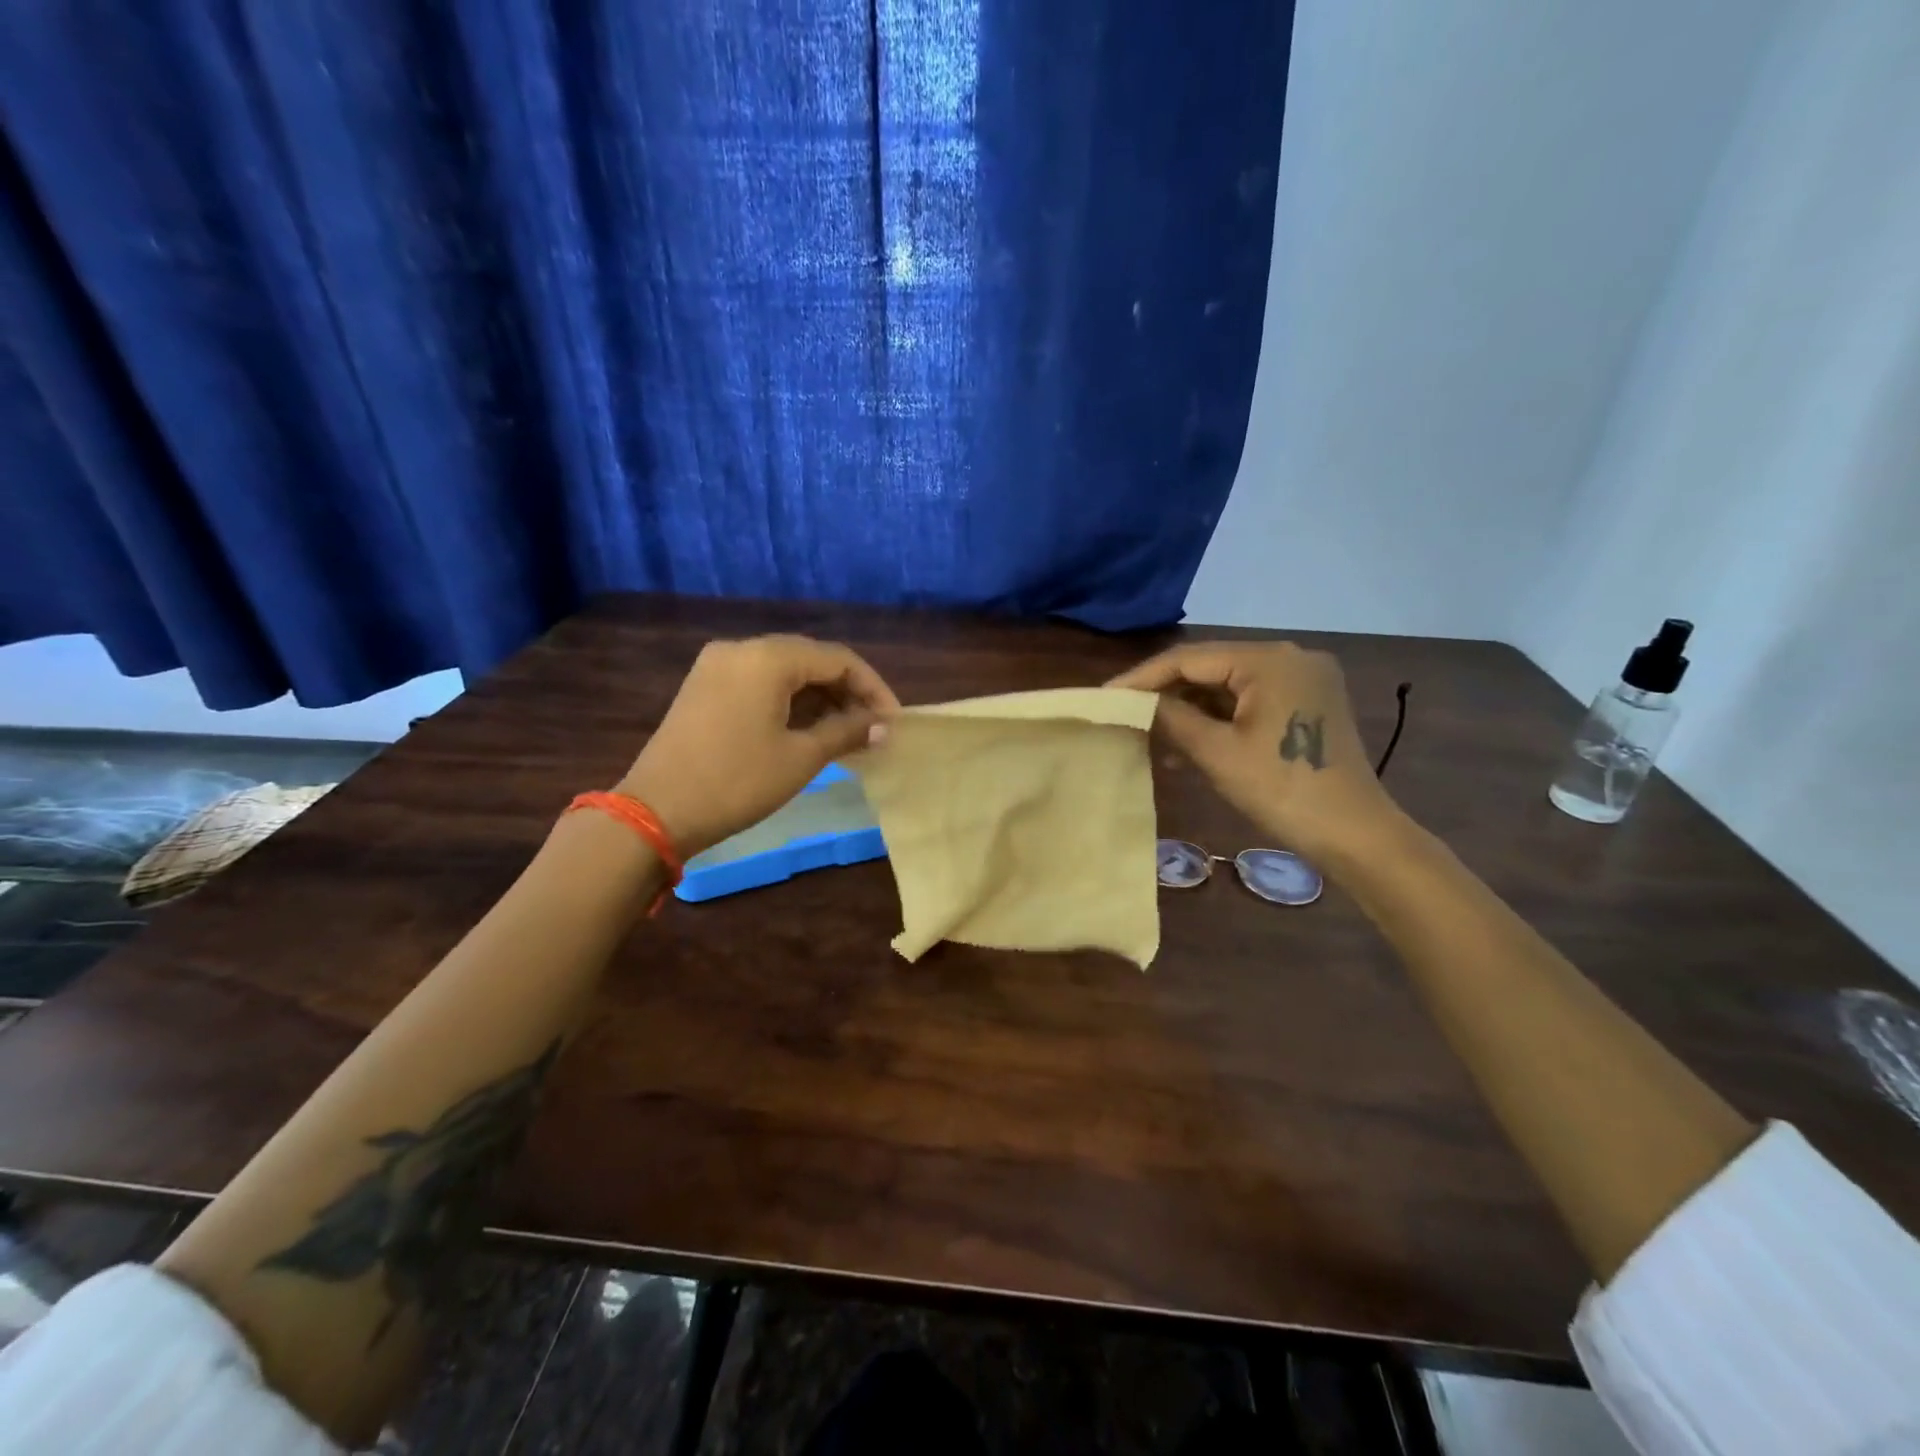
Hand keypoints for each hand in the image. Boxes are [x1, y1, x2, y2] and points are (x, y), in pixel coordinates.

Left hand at [618, 636, 899, 858]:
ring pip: (784, 672)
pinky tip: (810, 729)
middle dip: (847, 692)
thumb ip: (846, 731)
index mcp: (767, 657)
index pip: (838, 659)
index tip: (893, 722)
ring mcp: (718, 666)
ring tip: (848, 733)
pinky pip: (760, 684)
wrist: (656, 812)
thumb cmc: (737, 782)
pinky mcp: (704, 687)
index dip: (873, 688)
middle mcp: (741, 649)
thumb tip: (882, 726)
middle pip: (810, 660)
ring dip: (820, 698)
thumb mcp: (800, 757)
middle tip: (873, 729)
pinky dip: (790, 702)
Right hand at [1108, 642, 1400, 865]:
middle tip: (1125, 714)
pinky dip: (1218, 719)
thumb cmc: (1283, 790)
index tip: (1105, 696)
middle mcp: (1290, 657)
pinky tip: (1189, 744)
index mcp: (1269, 660)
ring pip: (1229, 685)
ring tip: (1150, 735)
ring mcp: (1303, 680)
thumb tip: (1135, 702)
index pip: (1190, 657)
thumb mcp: (1217, 753)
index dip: (1143, 677)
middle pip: (1210, 667)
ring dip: (1190, 709)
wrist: (1355, 835)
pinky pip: (1250, 701)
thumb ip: (1171, 718)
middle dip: (1166, 693)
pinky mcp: (1307, 704)